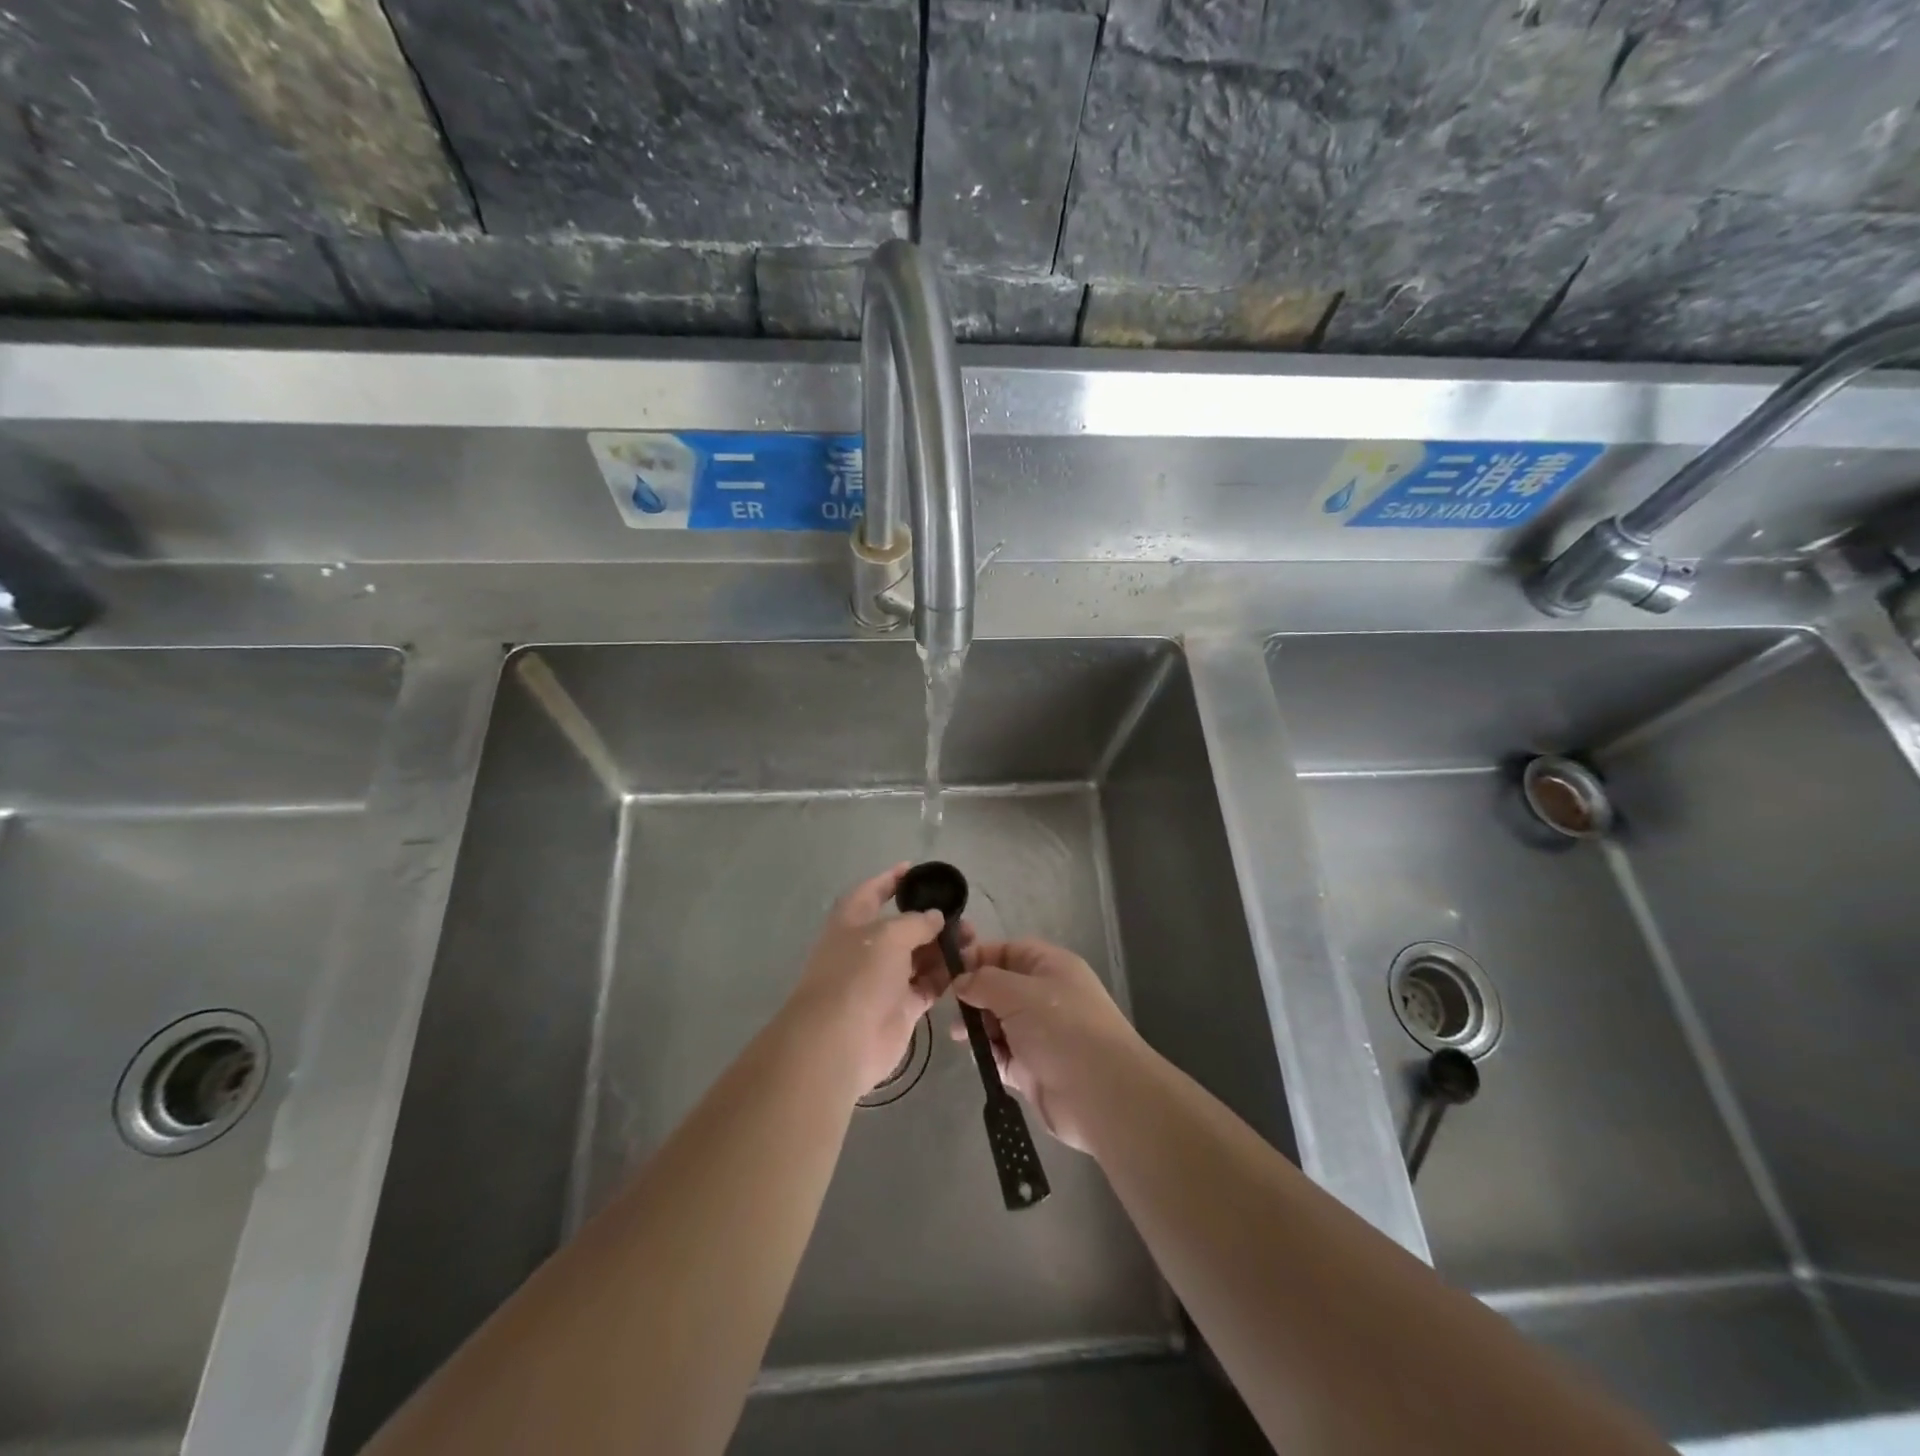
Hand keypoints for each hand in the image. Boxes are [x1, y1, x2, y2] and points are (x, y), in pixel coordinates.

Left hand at [787, 864, 969, 1101]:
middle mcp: (867, 948)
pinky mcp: (901, 1007)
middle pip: (902, 926)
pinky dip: (945, 976)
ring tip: (973, 940)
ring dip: (943, 947)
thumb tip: (935, 917)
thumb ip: (916, 922)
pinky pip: (927, 985)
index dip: (891, 880)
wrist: (840, 1041)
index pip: (872, 892)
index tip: (915, 869)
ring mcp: (884, 980)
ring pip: (919, 956)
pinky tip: (967, 966)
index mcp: (852, 922)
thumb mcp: (888, 935)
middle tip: (962, 915)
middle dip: (931, 919)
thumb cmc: (858, 975)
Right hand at [952, 938, 1145, 1152]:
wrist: (1101, 1093)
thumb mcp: (1018, 993)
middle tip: (951, 1008)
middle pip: (1000, 987)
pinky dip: (989, 1055)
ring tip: (960, 1036)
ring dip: (978, 1027)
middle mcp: (1045, 996)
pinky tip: (980, 1058)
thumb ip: (984, 982)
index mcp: (1050, 967)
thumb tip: (961, 982)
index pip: (1008, 951)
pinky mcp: (1033, 1068)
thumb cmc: (1061, 1028)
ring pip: (998, 1022)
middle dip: (974, 995)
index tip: (948, 971)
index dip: (979, 957)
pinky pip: (1003, 1054)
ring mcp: (1040, 1033)